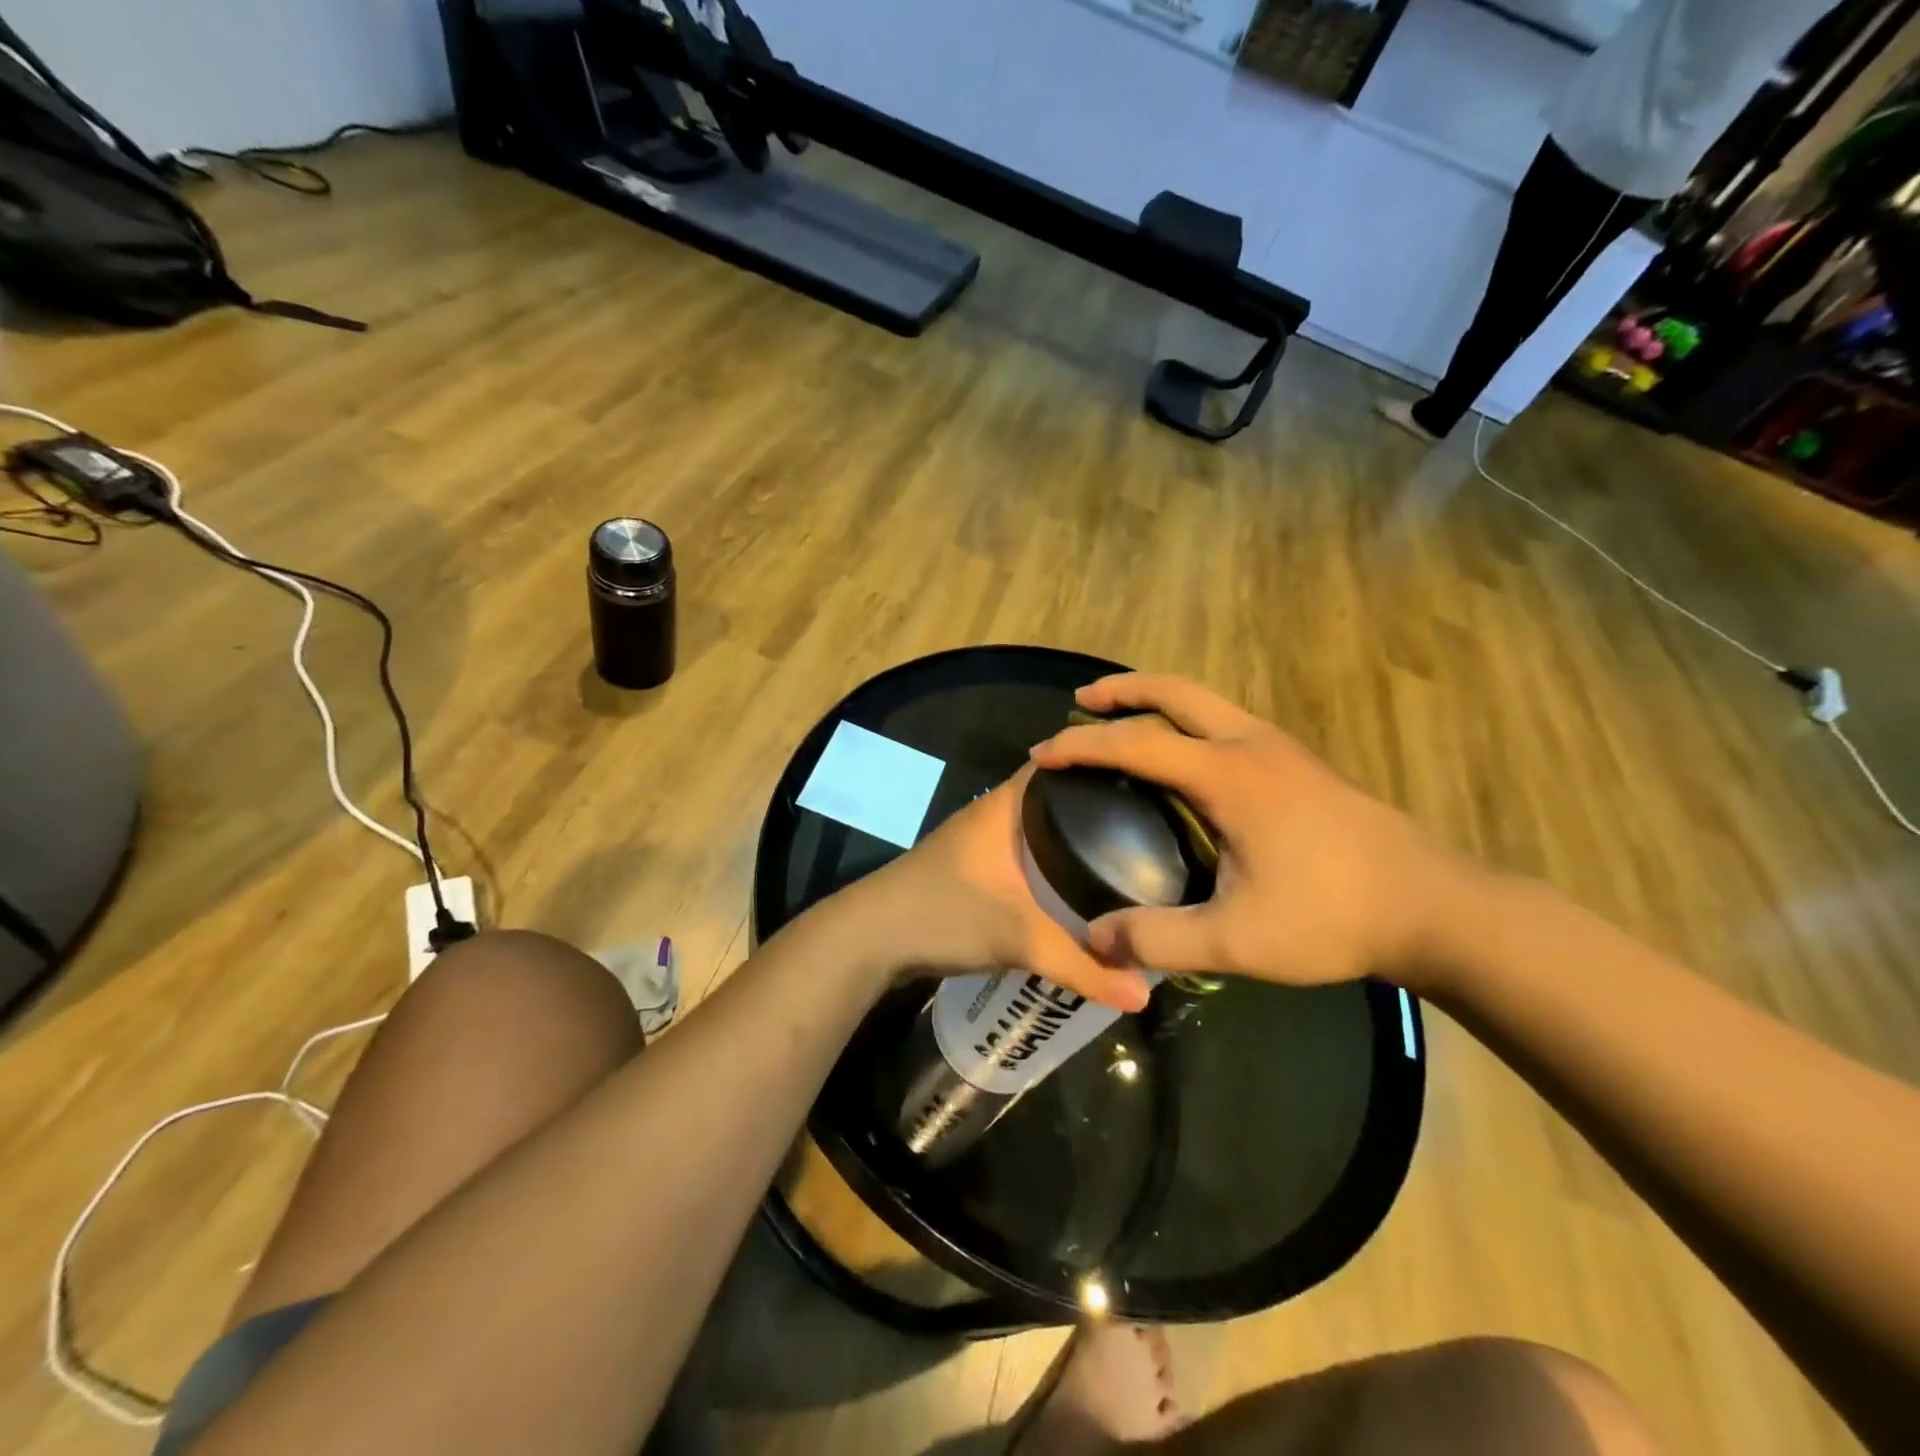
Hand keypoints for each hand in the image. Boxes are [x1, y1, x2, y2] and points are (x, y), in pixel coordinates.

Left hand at [843, 766, 1152, 1011]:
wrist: (868, 938)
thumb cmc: (942, 915)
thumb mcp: (1018, 939)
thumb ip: (1081, 967)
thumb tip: (1144, 995)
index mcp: (1005, 805)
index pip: (1061, 765)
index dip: (1102, 765)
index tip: (1149, 778)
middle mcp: (993, 813)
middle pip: (1055, 799)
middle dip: (1097, 809)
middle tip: (1151, 825)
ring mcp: (978, 841)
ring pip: (1038, 829)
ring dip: (1072, 839)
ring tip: (1126, 854)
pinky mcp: (971, 868)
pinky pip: (1024, 854)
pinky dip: (1050, 863)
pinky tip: (1074, 886)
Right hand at [1028, 674, 1476, 989]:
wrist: (1434, 907)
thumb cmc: (1332, 916)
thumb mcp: (1237, 941)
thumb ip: (1159, 938)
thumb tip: (1094, 941)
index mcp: (1228, 775)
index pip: (1137, 744)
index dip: (1083, 746)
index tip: (1042, 753)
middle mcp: (1251, 744)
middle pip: (1175, 692)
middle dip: (1122, 689)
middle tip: (1081, 702)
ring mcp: (1281, 748)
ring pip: (1206, 701)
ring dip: (1157, 700)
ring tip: (1123, 719)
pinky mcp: (1299, 763)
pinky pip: (1227, 721)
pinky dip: (1188, 720)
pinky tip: (1183, 759)